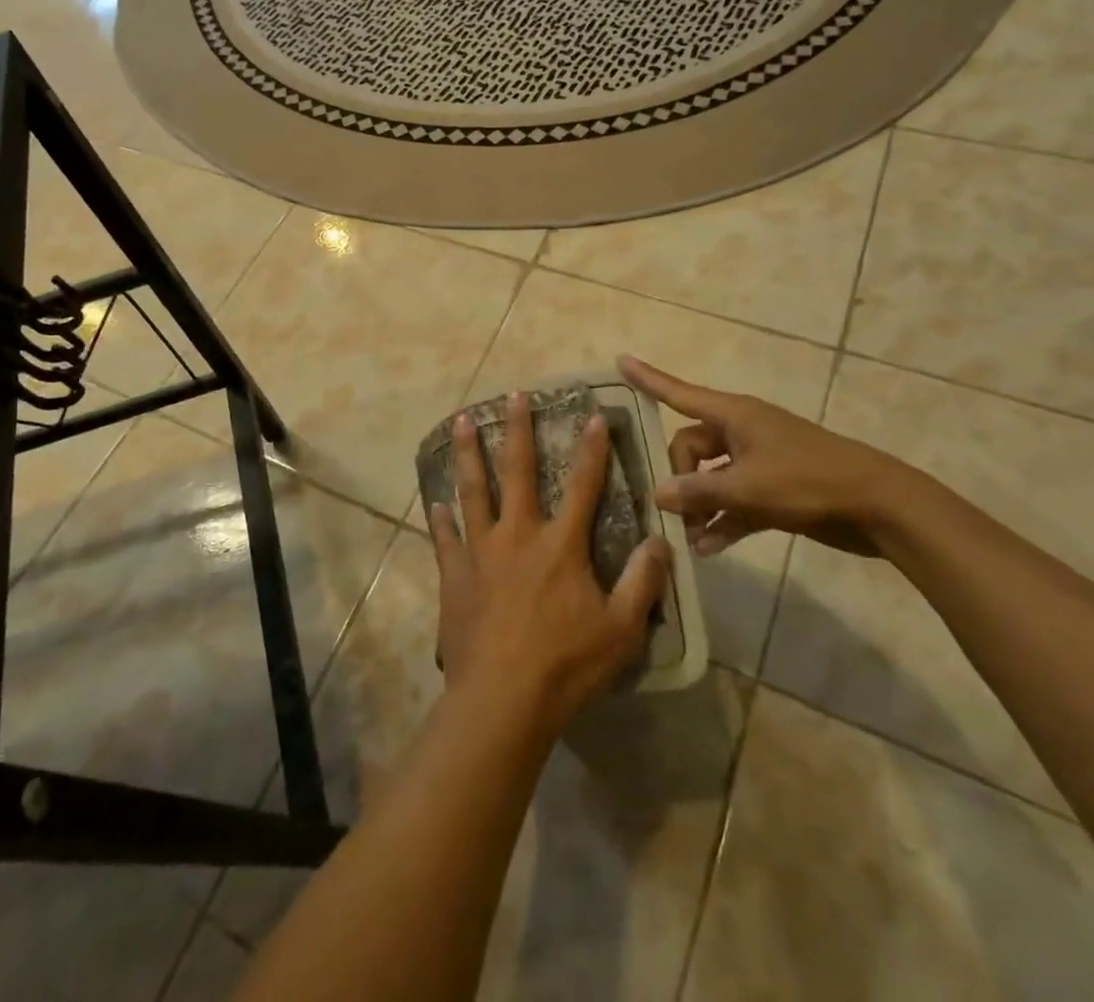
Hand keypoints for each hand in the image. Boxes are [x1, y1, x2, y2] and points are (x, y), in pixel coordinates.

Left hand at [430, 393, 671, 735]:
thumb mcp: (621, 630)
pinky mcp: (454, 574)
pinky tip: (434, 502)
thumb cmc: (566, 665)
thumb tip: (659, 541)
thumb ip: (642, 583)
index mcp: (561, 545)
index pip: (584, 485)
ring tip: (459, 421)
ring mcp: (480, 552)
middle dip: (517, 429)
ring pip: (473, 490)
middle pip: (518, 471)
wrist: (502, 699)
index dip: (592, 449)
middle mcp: (518, 535)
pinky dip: (440, 519)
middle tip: (512, 394)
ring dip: (467, 454)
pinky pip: (445, 538)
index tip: (593, 414)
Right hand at [620, 356, 917, 557]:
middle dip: (679, 479)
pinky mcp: (774, 490)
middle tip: (675, 512)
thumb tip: (658, 493)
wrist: (880, 507)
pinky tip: (707, 549)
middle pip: (690, 447)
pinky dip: (722, 521)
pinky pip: (734, 502)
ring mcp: (759, 462)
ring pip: (712, 478)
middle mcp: (741, 433)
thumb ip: (699, 491)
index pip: (678, 392)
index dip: (648, 378)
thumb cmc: (809, 481)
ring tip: (686, 540)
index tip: (620, 360)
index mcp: (734, 415)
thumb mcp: (748, 487)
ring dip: (699, 507)